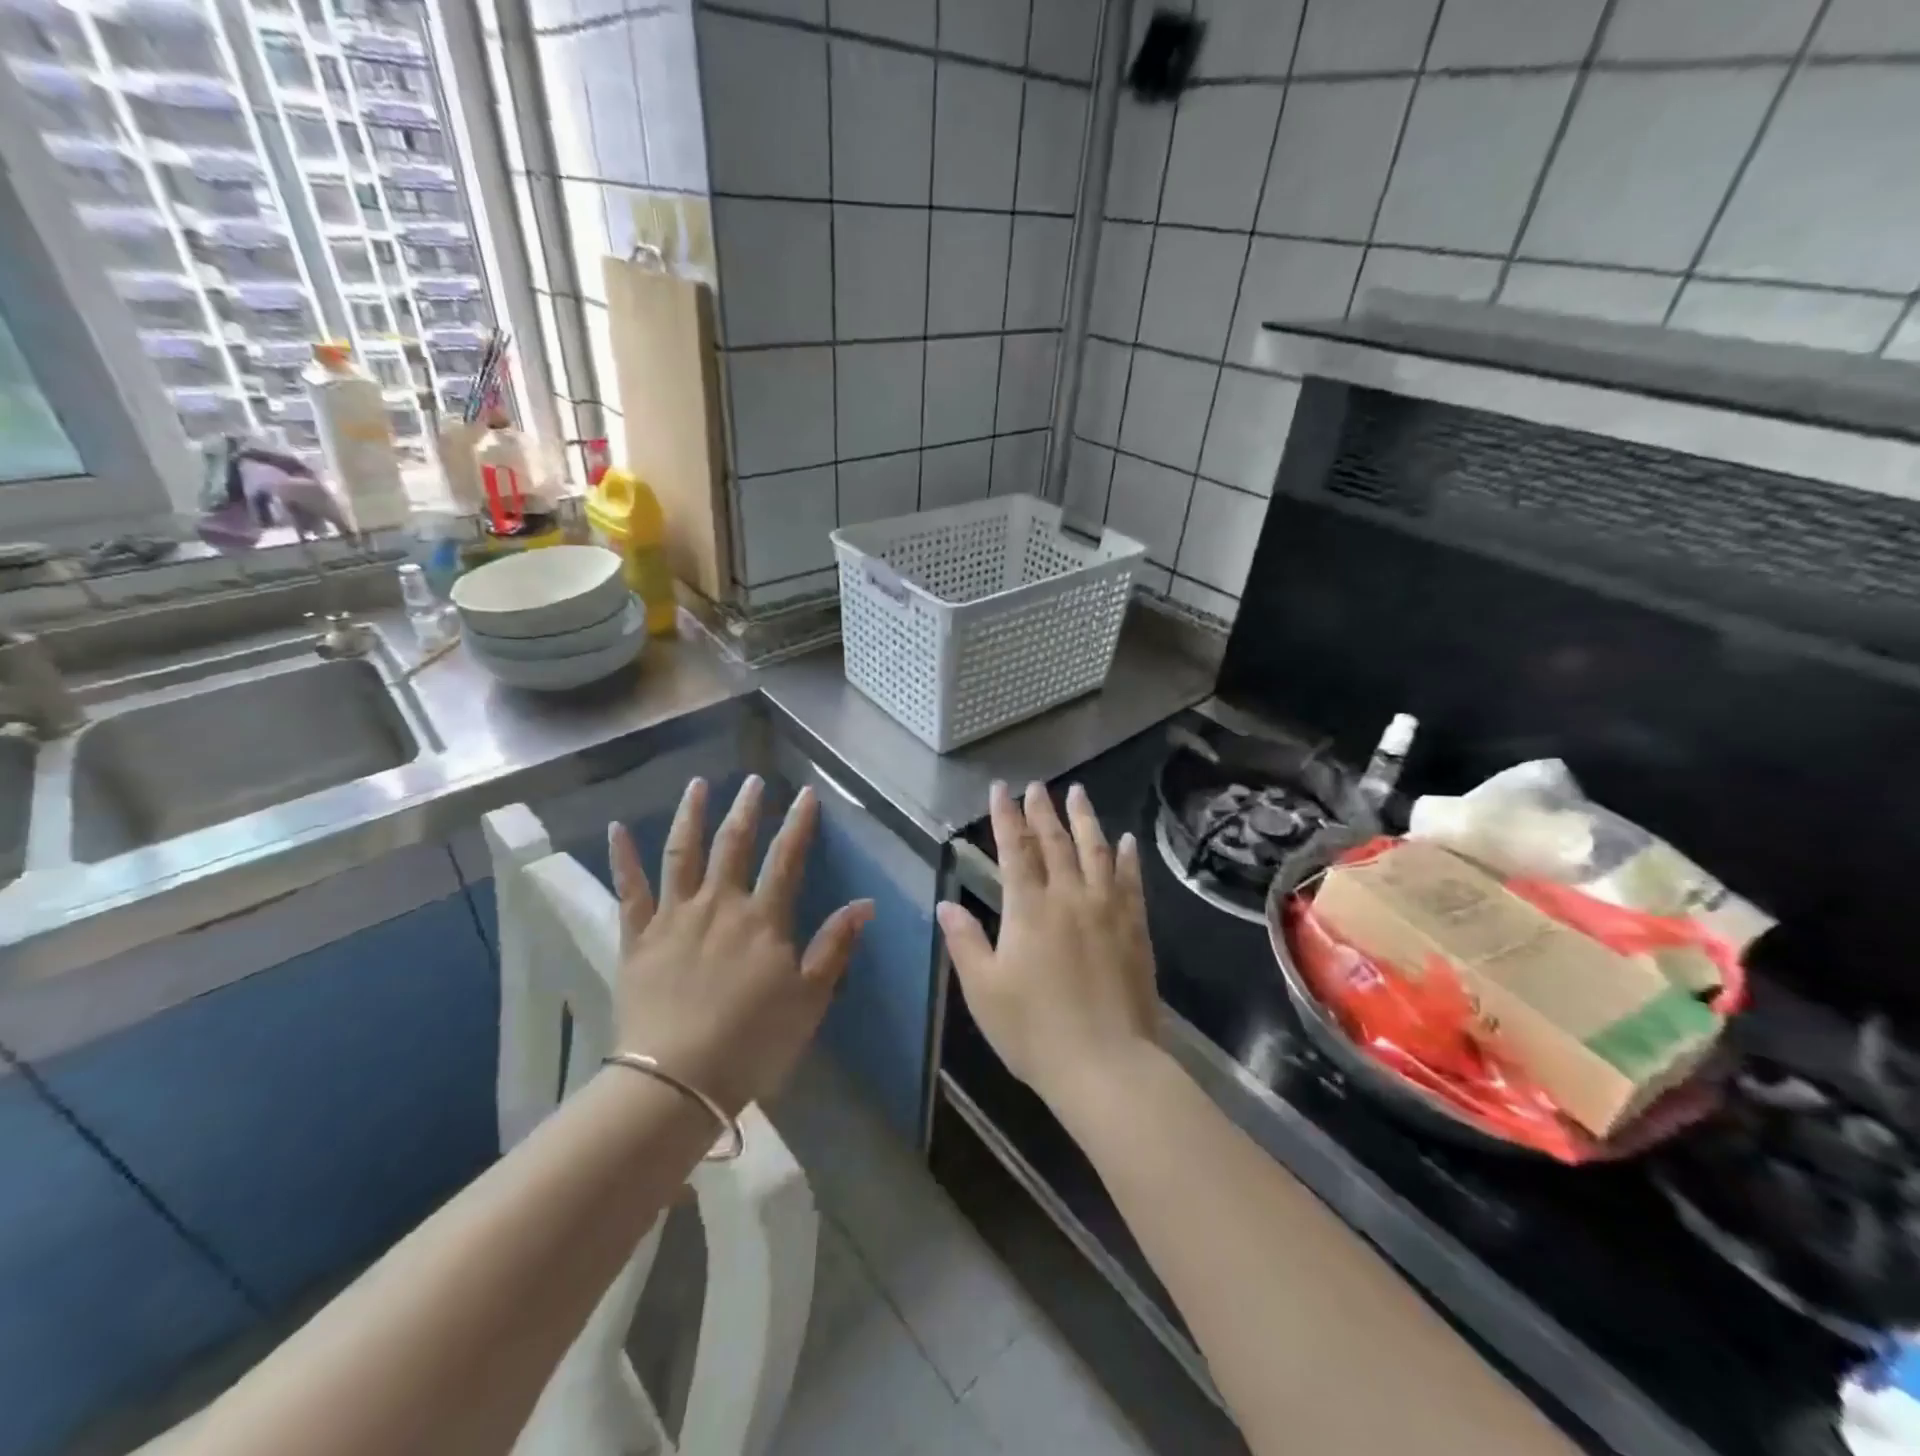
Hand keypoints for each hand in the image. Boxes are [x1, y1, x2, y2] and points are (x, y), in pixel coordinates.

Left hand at [607, 776, 873, 1115]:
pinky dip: (622, 858)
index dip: (799, 823)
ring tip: (697, 784)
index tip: (806, 793)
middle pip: (734, 844)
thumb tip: (865, 903)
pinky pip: (628, 891)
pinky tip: (616, 829)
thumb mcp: (810, 998)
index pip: (786, 858)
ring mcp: (674, 917)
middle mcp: (719, 905)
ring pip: (682, 854)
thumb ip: (835, 946)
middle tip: (753, 779)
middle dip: (747, 808)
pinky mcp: (637, 938)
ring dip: (690, 815)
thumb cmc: (753, 1042)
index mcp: (763, 919)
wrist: (677, 1081)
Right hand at [937, 782, 1160, 1118]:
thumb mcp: (984, 990)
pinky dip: (1126, 856)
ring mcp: (1107, 910)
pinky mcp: (1135, 929)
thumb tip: (946, 903)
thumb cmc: (1035, 1031)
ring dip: (1084, 819)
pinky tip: (1125, 840)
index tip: (1001, 789)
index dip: (1006, 817)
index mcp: (1029, 909)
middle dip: (1043, 810)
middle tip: (1037, 785)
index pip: (1014, 850)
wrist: (1106, 1065)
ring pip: (1095, 851)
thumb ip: (965, 942)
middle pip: (1055, 842)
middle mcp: (1069, 897)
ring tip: (1078, 793)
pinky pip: (1130, 881)